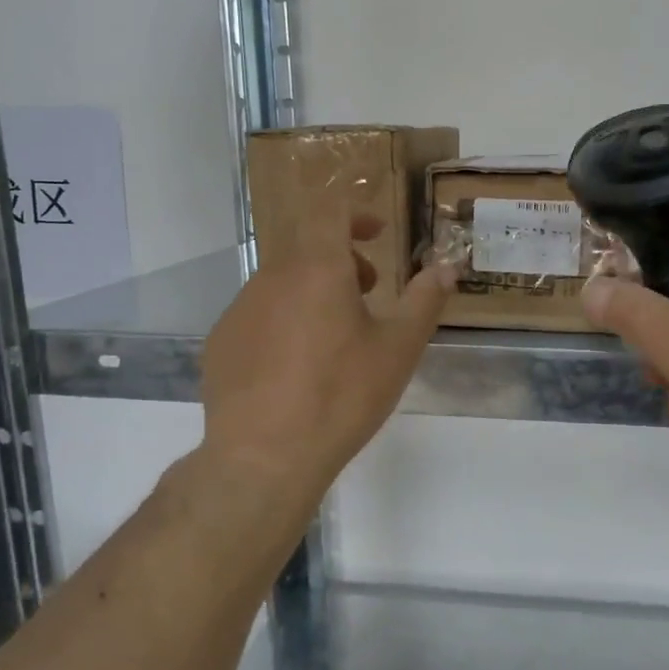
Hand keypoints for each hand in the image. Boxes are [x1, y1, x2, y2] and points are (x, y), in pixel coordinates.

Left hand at [201, 197, 453, 510]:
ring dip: (313, 291)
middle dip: (341, 259)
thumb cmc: (342, 395)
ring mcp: (239, 310)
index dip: (356, 214)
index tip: (377, 234)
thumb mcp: (398, 349)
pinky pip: (259, 315)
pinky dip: (284, 321)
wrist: (264, 456)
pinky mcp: (221, 343)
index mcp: (318, 269)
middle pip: (307, 248)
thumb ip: (425, 300)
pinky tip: (296, 368)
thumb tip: (447, 267)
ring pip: (282, 282)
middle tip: (368, 293)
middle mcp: (271, 278)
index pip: (329, 212)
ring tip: (335, 337)